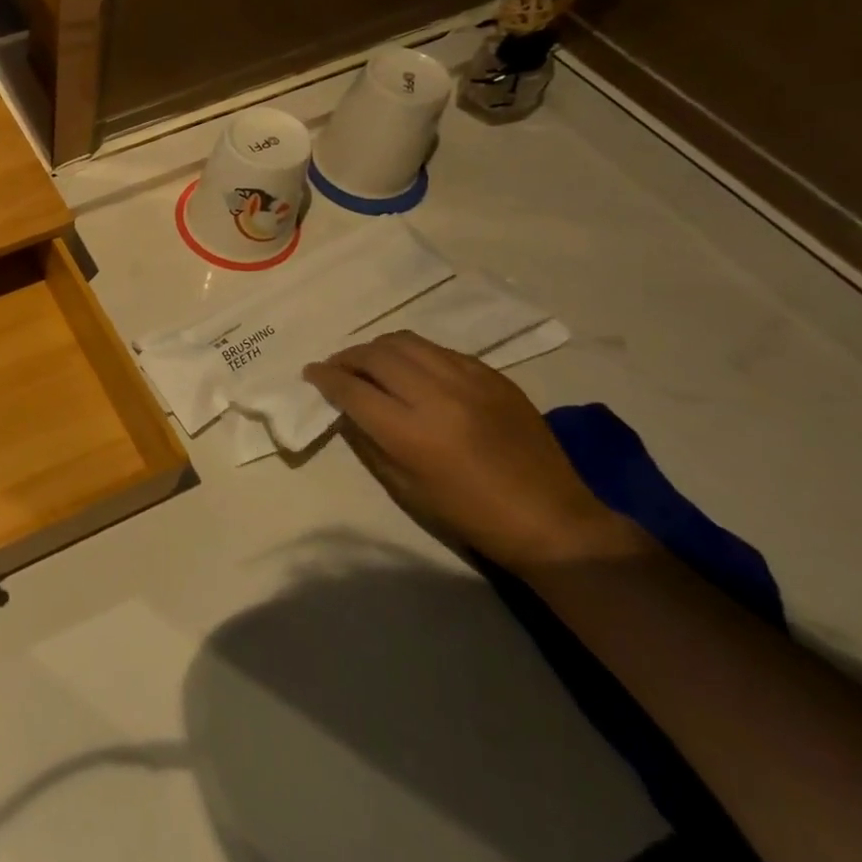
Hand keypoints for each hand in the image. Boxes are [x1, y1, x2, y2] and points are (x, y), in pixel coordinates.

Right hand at [304, 332, 643, 569]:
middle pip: (376, 356)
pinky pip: (440, 350)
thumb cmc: (468, 514)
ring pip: (406, 342)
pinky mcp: (493, 376)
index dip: (325, 378)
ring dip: (377, 349)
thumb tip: (345, 408)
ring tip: (369, 362)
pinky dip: (414, 354)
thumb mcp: (403, 487)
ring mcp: (469, 381)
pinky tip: (411, 369)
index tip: (311, 373)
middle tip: (336, 367)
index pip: (353, 389)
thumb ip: (368, 441)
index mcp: (411, 432)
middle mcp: (437, 396)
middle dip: (347, 357)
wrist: (551, 519)